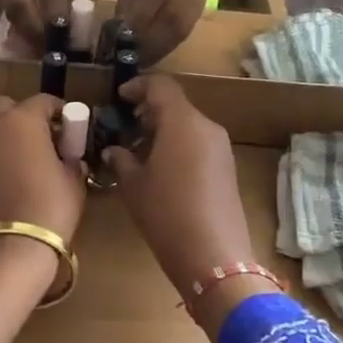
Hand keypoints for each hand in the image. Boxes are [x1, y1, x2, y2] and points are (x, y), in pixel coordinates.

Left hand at [0, 94, 86, 342]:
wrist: (8, 249)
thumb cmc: (49, 208)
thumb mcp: (73, 181)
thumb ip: (71, 160)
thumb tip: (68, 157)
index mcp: (23, 120)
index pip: (43, 101)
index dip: (59, 111)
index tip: (69, 127)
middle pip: (6, 107)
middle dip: (23, 116)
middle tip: (43, 138)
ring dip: (6, 136)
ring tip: (25, 159)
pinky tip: (8, 177)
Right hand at [3, 0, 95, 47]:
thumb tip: (77, 32)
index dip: (57, 19)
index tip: (67, 40)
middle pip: (19, 3)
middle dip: (33, 30)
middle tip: (49, 48)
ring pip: (10, 8)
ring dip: (24, 31)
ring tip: (41, 46)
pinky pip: (8, 7)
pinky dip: (19, 25)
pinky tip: (32, 37)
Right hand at [104, 76, 271, 332]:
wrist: (214, 256)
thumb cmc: (166, 214)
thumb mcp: (134, 186)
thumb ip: (121, 160)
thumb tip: (114, 150)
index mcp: (182, 122)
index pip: (161, 86)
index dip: (138, 86)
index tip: (120, 98)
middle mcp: (206, 127)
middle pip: (176, 105)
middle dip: (149, 111)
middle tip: (125, 126)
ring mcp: (221, 148)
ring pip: (188, 125)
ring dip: (164, 130)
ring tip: (139, 151)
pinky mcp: (227, 168)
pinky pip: (199, 143)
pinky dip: (178, 145)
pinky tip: (161, 169)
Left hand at [115, 0, 214, 62]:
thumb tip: (118, 29)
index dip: (139, 16)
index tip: (120, 36)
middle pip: (170, 17)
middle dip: (147, 41)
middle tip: (127, 57)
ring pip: (179, 30)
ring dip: (157, 49)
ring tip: (137, 62)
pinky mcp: (200, 11)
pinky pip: (184, 34)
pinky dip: (167, 47)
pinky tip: (152, 56)